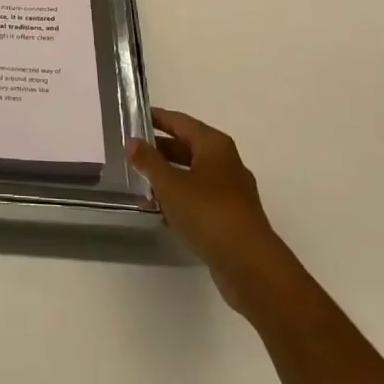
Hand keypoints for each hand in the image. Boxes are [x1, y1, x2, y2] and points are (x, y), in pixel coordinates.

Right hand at [127, 108, 282, 314]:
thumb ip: (149, 161)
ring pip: (194, 176)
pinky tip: (162, 213)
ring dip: (169, 178)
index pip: (180, 122)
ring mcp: (232, 193)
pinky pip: (200, 200)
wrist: (250, 266)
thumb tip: (132, 141)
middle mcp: (226, 163)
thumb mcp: (170, 184)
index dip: (157, 118)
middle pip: (188, 148)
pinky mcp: (232, 219)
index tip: (134, 117)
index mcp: (214, 145)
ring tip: (141, 183)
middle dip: (161, 150)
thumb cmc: (208, 213)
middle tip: (132, 152)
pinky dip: (181, 201)